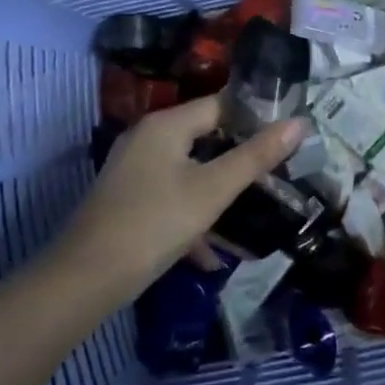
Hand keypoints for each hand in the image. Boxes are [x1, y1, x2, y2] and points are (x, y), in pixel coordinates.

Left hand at [56, 96, 305, 295]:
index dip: (255, 118)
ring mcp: (133, 171)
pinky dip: (193, 217)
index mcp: (166, 125)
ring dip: (219, 195)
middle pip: (205, 138)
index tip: (287, 139)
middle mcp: (146, 138)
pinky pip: (171, 198)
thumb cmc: (155, 223)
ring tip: (252, 217)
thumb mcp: (214, 190)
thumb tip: (299, 122)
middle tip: (277, 176)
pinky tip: (211, 255)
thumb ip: (257, 156)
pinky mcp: (127, 200)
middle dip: (240, 160)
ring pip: (190, 173)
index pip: (220, 105)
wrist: (85, 279)